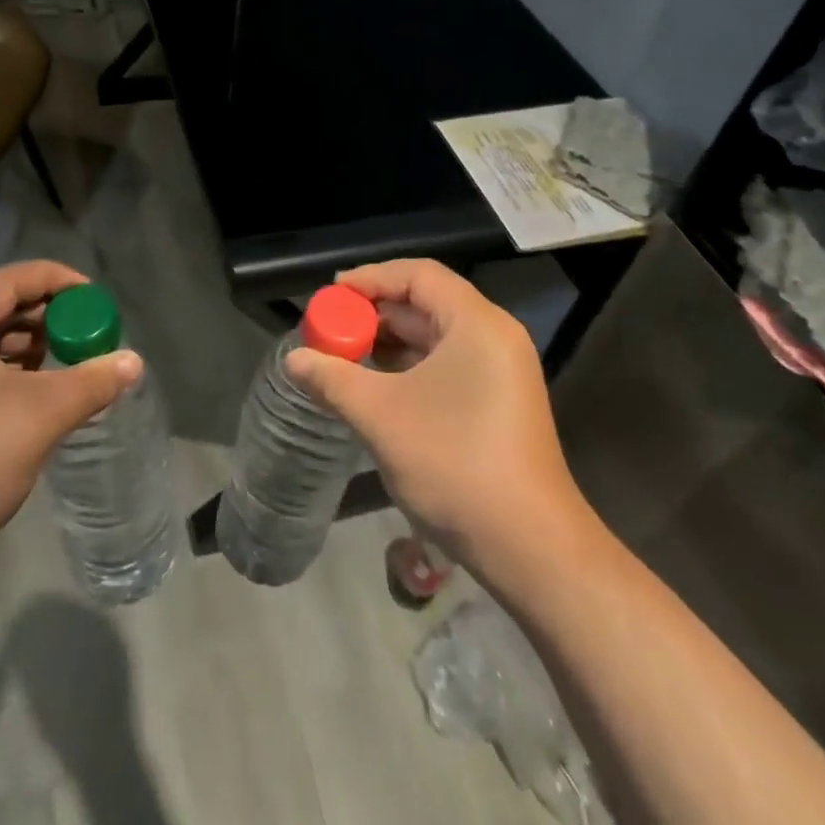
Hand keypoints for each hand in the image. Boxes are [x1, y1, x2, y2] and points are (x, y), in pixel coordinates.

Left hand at [0, 261, 140, 616]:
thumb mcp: (41, 415)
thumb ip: (93, 380)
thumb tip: (134, 362)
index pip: (14, 278)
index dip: (64, 284)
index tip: (100, 304)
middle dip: (48, 316)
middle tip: (87, 337)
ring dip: (27, 343)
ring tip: (66, 364)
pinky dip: (3, 366)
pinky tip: (32, 389)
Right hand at [283, 258, 589, 567]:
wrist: (531, 550)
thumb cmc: (454, 465)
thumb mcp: (381, 416)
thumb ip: (333, 379)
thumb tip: (293, 360)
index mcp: (476, 324)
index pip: (418, 275)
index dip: (371, 278)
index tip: (331, 295)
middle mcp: (494, 337)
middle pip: (427, 303)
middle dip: (374, 314)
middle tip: (330, 330)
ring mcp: (502, 372)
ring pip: (436, 337)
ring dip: (389, 343)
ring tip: (344, 358)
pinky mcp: (500, 403)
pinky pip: (448, 365)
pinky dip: (410, 368)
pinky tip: (377, 388)